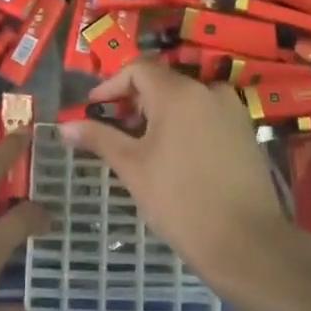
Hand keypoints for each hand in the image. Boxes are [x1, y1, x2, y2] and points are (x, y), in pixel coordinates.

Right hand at [60, 57, 295, 291]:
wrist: (246, 242)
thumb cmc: (180, 200)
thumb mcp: (132, 168)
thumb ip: (99, 138)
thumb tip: (64, 126)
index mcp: (179, 92)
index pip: (138, 68)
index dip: (111, 85)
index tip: (94, 110)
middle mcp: (208, 90)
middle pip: (162, 82)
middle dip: (134, 103)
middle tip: (114, 134)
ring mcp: (232, 110)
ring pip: (186, 100)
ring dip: (159, 115)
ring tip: (142, 149)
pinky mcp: (245, 132)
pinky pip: (206, 116)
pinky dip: (184, 126)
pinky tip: (174, 158)